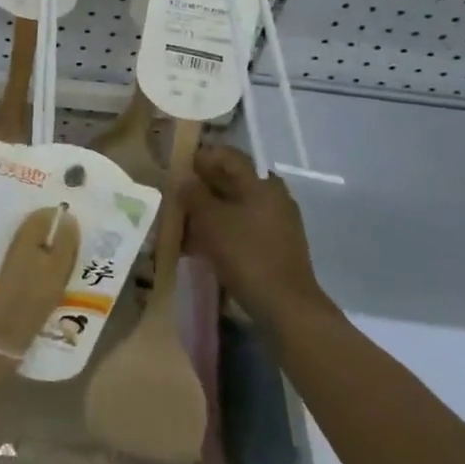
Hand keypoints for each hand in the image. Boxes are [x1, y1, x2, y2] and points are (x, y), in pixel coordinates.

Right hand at [178, 143, 328, 322]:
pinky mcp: (277, 247)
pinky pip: (244, 229)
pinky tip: (202, 248)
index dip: (201, 158)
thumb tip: (184, 178)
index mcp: (261, 182)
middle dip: (202, 188)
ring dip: (210, 213)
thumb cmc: (246, 254)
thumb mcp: (211, 220)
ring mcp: (278, 223)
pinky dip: (223, 232)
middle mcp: (273, 196)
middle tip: (178, 199)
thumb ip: (194, 194)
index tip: (178, 169)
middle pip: (232, 181)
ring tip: (185, 227)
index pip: (228, 156)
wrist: (286, 308)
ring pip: (236, 207)